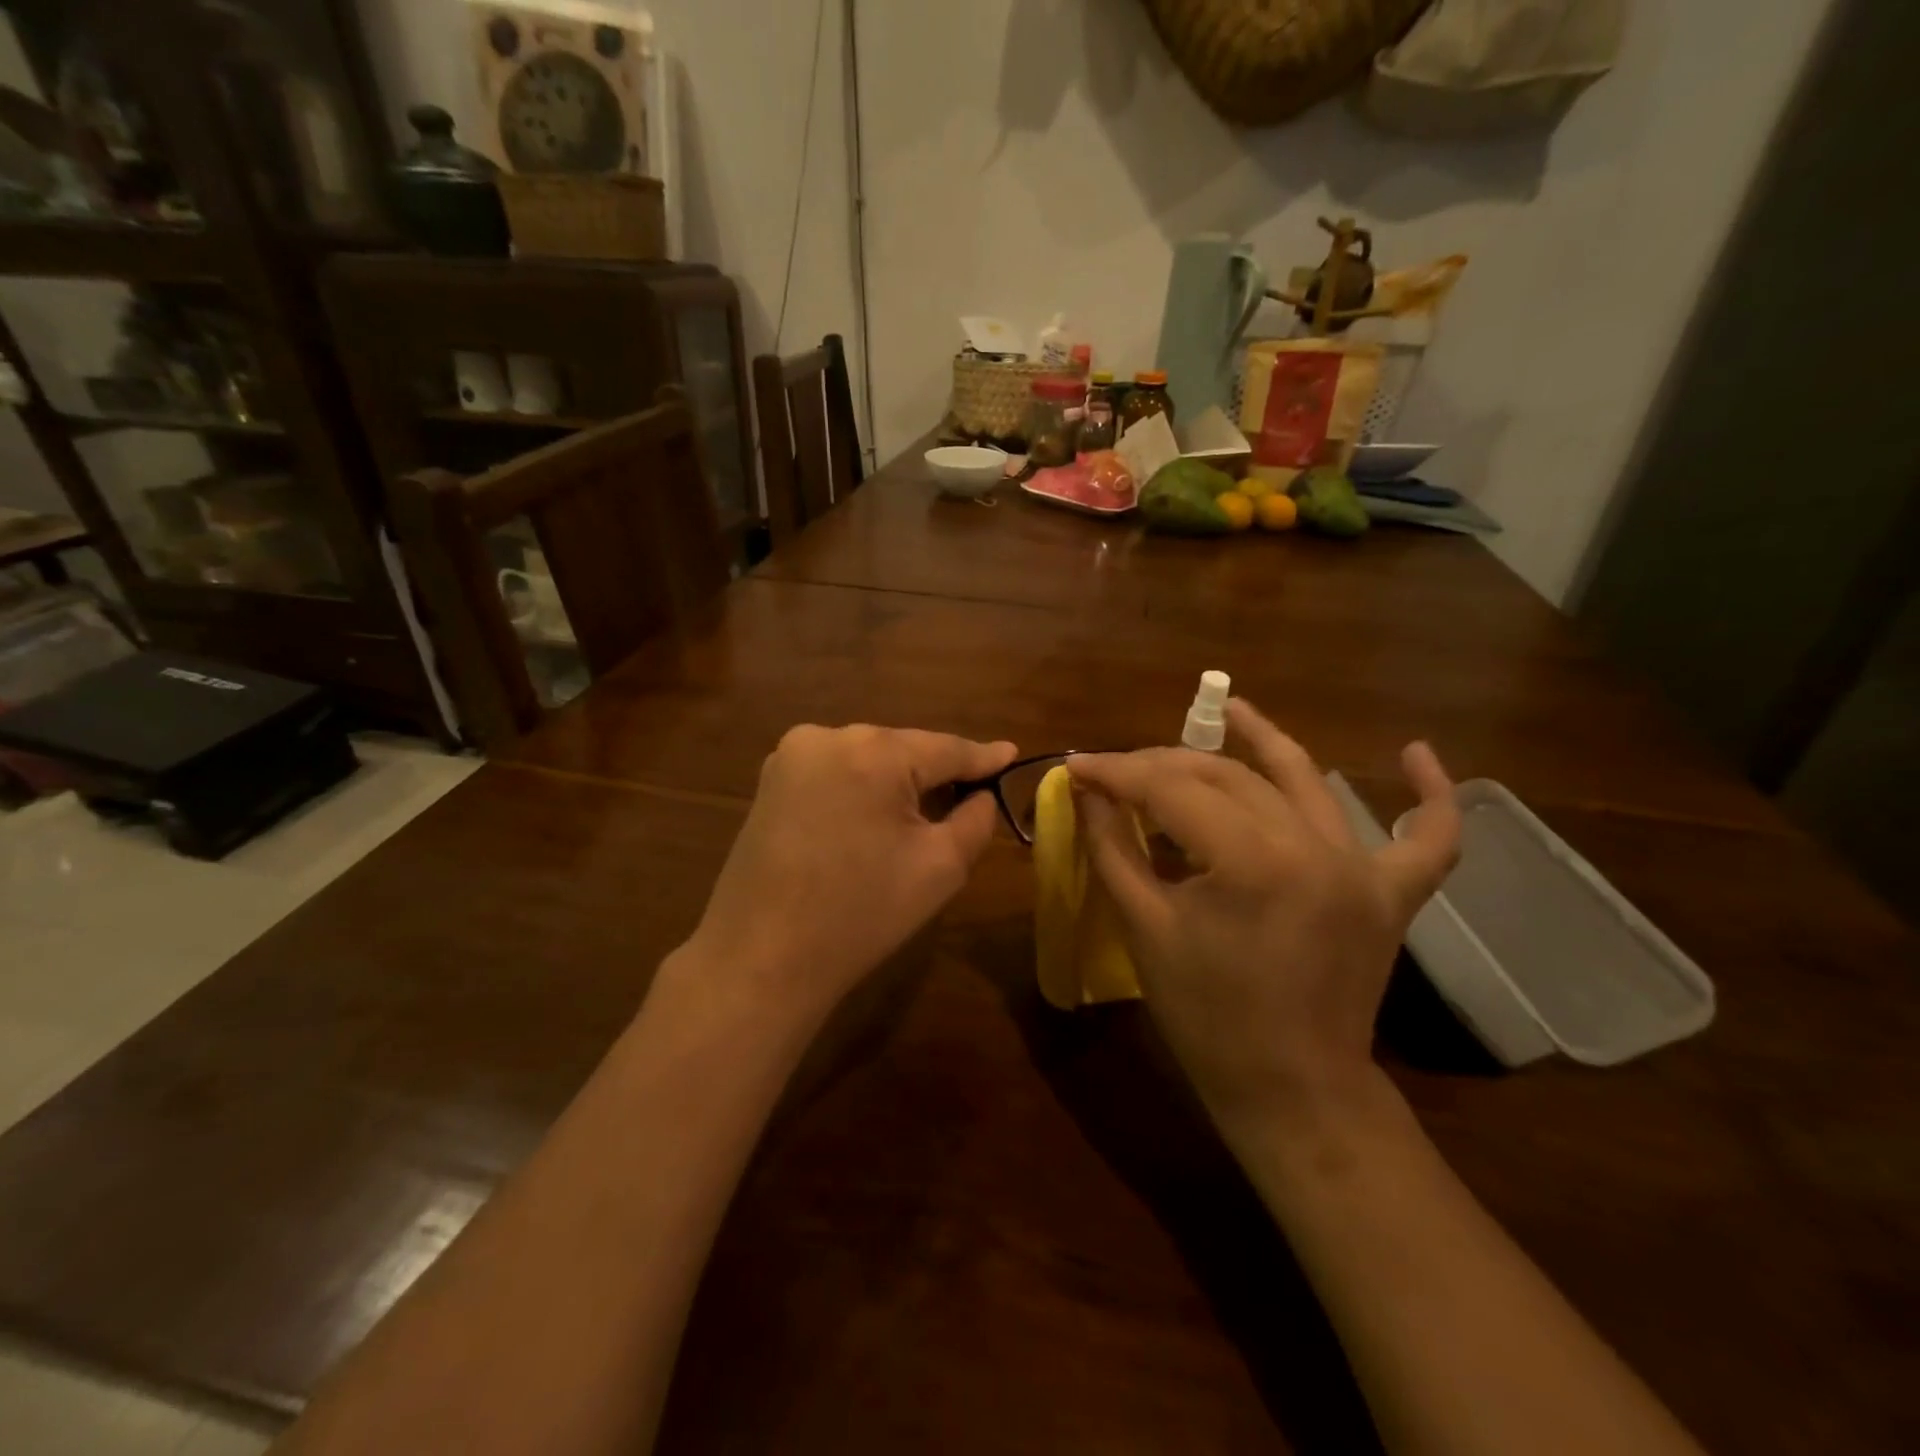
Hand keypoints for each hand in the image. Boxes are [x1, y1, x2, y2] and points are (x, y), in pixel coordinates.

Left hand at [683, 725, 1016, 1021]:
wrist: (761, 959)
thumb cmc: (860, 915)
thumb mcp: (940, 868)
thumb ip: (975, 820)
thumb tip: (981, 795)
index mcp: (873, 751)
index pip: (945, 748)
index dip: (983, 756)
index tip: (1012, 753)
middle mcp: (827, 736)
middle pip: (904, 749)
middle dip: (936, 773)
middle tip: (971, 797)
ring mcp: (790, 756)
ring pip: (868, 759)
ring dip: (898, 782)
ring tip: (925, 812)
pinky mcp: (770, 782)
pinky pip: (836, 773)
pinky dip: (862, 789)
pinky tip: (874, 819)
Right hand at [1067, 701, 1458, 1143]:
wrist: (1291, 1090)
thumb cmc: (1206, 1017)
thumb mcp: (1144, 928)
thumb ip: (1113, 847)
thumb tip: (1087, 790)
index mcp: (1250, 862)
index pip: (1171, 789)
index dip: (1117, 772)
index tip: (1076, 766)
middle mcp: (1314, 848)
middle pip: (1228, 777)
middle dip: (1165, 764)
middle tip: (1121, 769)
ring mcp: (1362, 868)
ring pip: (1303, 781)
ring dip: (1264, 741)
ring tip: (1231, 707)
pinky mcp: (1392, 894)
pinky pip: (1428, 838)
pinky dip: (1431, 795)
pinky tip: (1420, 752)